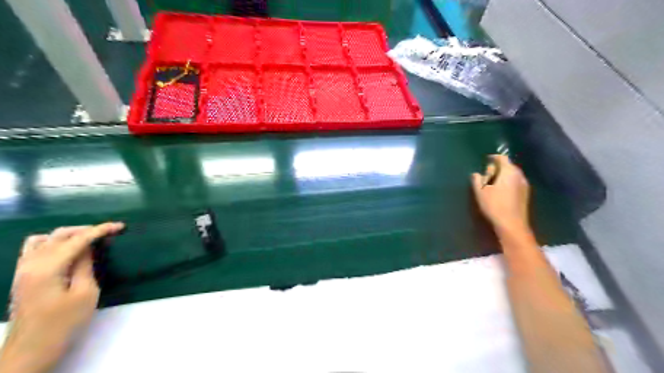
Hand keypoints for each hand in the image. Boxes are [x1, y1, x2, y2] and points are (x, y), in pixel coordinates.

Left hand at [0, 222, 122, 371]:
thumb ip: (85, 265)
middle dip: (86, 230)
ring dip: (68, 235)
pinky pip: (34, 249)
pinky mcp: (21, 276)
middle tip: (109, 233)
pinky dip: (52, 242)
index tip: (120, 226)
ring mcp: (22, 270)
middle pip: (59, 235)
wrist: (31, 349)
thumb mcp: (85, 293)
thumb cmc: (64, 322)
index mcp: (48, 267)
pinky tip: (66, 250)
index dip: (100, 230)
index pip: (77, 240)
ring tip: (87, 239)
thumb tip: (88, 248)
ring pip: (44, 239)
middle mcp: (31, 264)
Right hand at [469, 155, 532, 232]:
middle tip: (487, 173)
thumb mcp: (480, 191)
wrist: (512, 224)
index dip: (493, 157)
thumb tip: (477, 173)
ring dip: (503, 175)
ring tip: (493, 182)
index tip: (486, 160)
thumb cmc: (494, 205)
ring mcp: (524, 185)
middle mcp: (519, 175)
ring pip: (512, 175)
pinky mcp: (525, 194)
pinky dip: (508, 182)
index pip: (502, 158)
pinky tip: (500, 191)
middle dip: (498, 167)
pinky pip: (515, 182)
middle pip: (509, 165)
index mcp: (508, 171)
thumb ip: (477, 179)